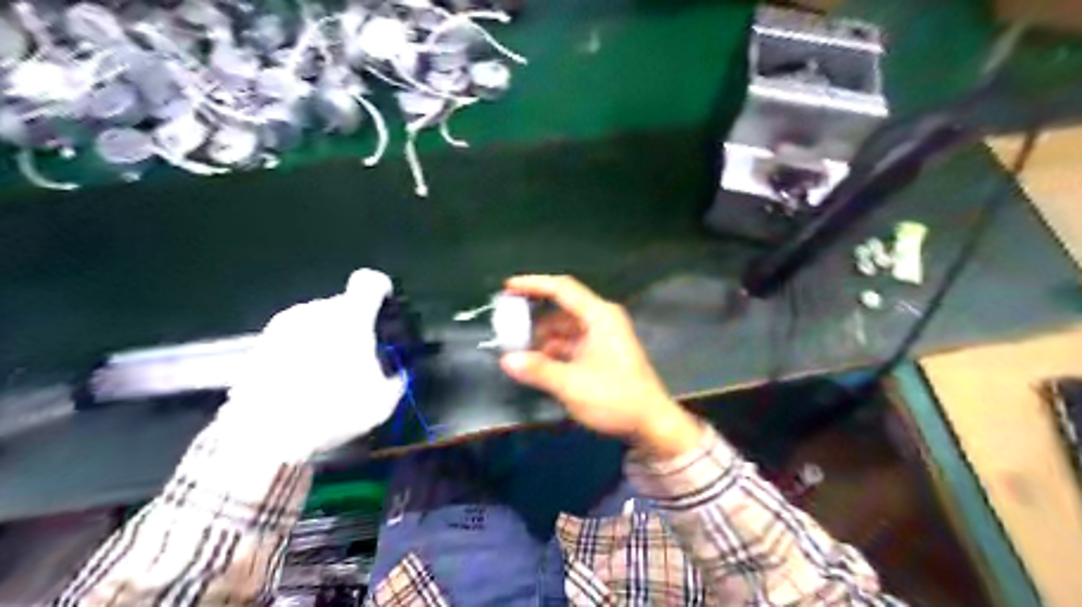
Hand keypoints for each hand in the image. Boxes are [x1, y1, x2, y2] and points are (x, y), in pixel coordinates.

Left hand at [219, 269, 404, 457]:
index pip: (368, 282)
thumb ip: (395, 381)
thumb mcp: (381, 402)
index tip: (385, 303)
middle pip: (341, 304)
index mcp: (350, 316)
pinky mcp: (258, 345)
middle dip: (352, 323)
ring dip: (325, 336)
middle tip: (358, 355)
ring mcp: (282, 326)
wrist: (264, 436)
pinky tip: (301, 382)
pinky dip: (300, 352)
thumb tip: (396, 377)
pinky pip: (290, 339)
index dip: (380, 288)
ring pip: (314, 321)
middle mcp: (315, 311)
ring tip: (327, 371)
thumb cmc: (333, 411)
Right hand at [498, 277, 702, 456]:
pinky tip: (536, 364)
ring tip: (516, 351)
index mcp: (599, 316)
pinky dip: (553, 351)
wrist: (652, 424)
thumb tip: (505, 360)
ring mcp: (602, 337)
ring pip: (563, 329)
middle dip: (533, 319)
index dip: (533, 284)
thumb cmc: (616, 398)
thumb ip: (538, 370)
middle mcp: (601, 320)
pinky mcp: (601, 353)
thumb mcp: (572, 385)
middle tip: (505, 328)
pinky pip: (571, 344)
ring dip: (541, 339)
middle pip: (561, 310)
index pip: (562, 289)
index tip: (507, 287)